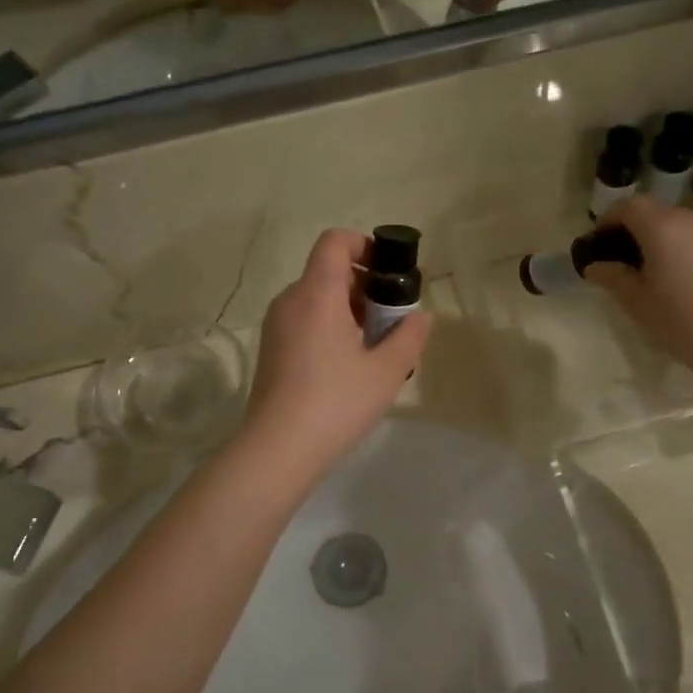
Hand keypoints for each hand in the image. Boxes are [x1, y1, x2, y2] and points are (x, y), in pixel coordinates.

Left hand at [240, 229, 432, 480]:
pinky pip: (304, 321)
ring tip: (374, 346)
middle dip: (364, 285)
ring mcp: (276, 326)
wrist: (277, 450)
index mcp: (317, 293)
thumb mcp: (386, 372)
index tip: (390, 273)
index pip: (335, 241)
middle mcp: (290, 300)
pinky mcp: (271, 350)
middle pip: (328, 271)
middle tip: (392, 319)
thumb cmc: (336, 403)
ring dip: (348, 309)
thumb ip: (409, 336)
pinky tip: (348, 365)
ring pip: (316, 298)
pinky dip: (329, 326)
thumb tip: (420, 316)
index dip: (364, 245)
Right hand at [583, 199, 692, 378]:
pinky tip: (683, 288)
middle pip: (655, 214)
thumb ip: (613, 278)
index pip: (628, 206)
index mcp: (662, 226)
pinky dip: (683, 254)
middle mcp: (692, 219)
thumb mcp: (639, 304)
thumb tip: (595, 265)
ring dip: (660, 245)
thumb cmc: (687, 322)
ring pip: (679, 228)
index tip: (597, 247)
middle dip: (633, 234)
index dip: (607, 221)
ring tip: (651, 281)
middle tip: (620, 268)